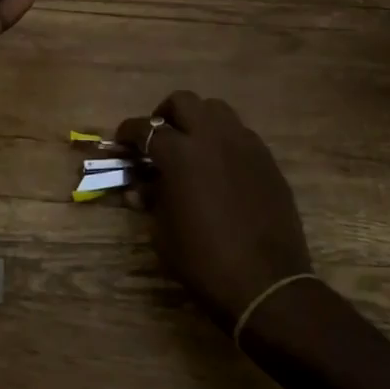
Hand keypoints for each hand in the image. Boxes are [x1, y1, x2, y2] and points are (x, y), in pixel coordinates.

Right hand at [117, 92, 311, 330]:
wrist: (267, 286)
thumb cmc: (205, 261)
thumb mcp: (163, 233)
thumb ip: (151, 199)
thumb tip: (141, 187)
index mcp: (181, 154)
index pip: (146, 129)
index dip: (128, 132)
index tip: (122, 141)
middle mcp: (213, 138)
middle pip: (183, 102)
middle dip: (165, 114)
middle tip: (159, 137)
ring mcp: (244, 145)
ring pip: (216, 110)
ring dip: (198, 120)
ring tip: (192, 145)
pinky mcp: (267, 160)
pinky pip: (240, 134)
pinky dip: (224, 140)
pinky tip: (220, 166)